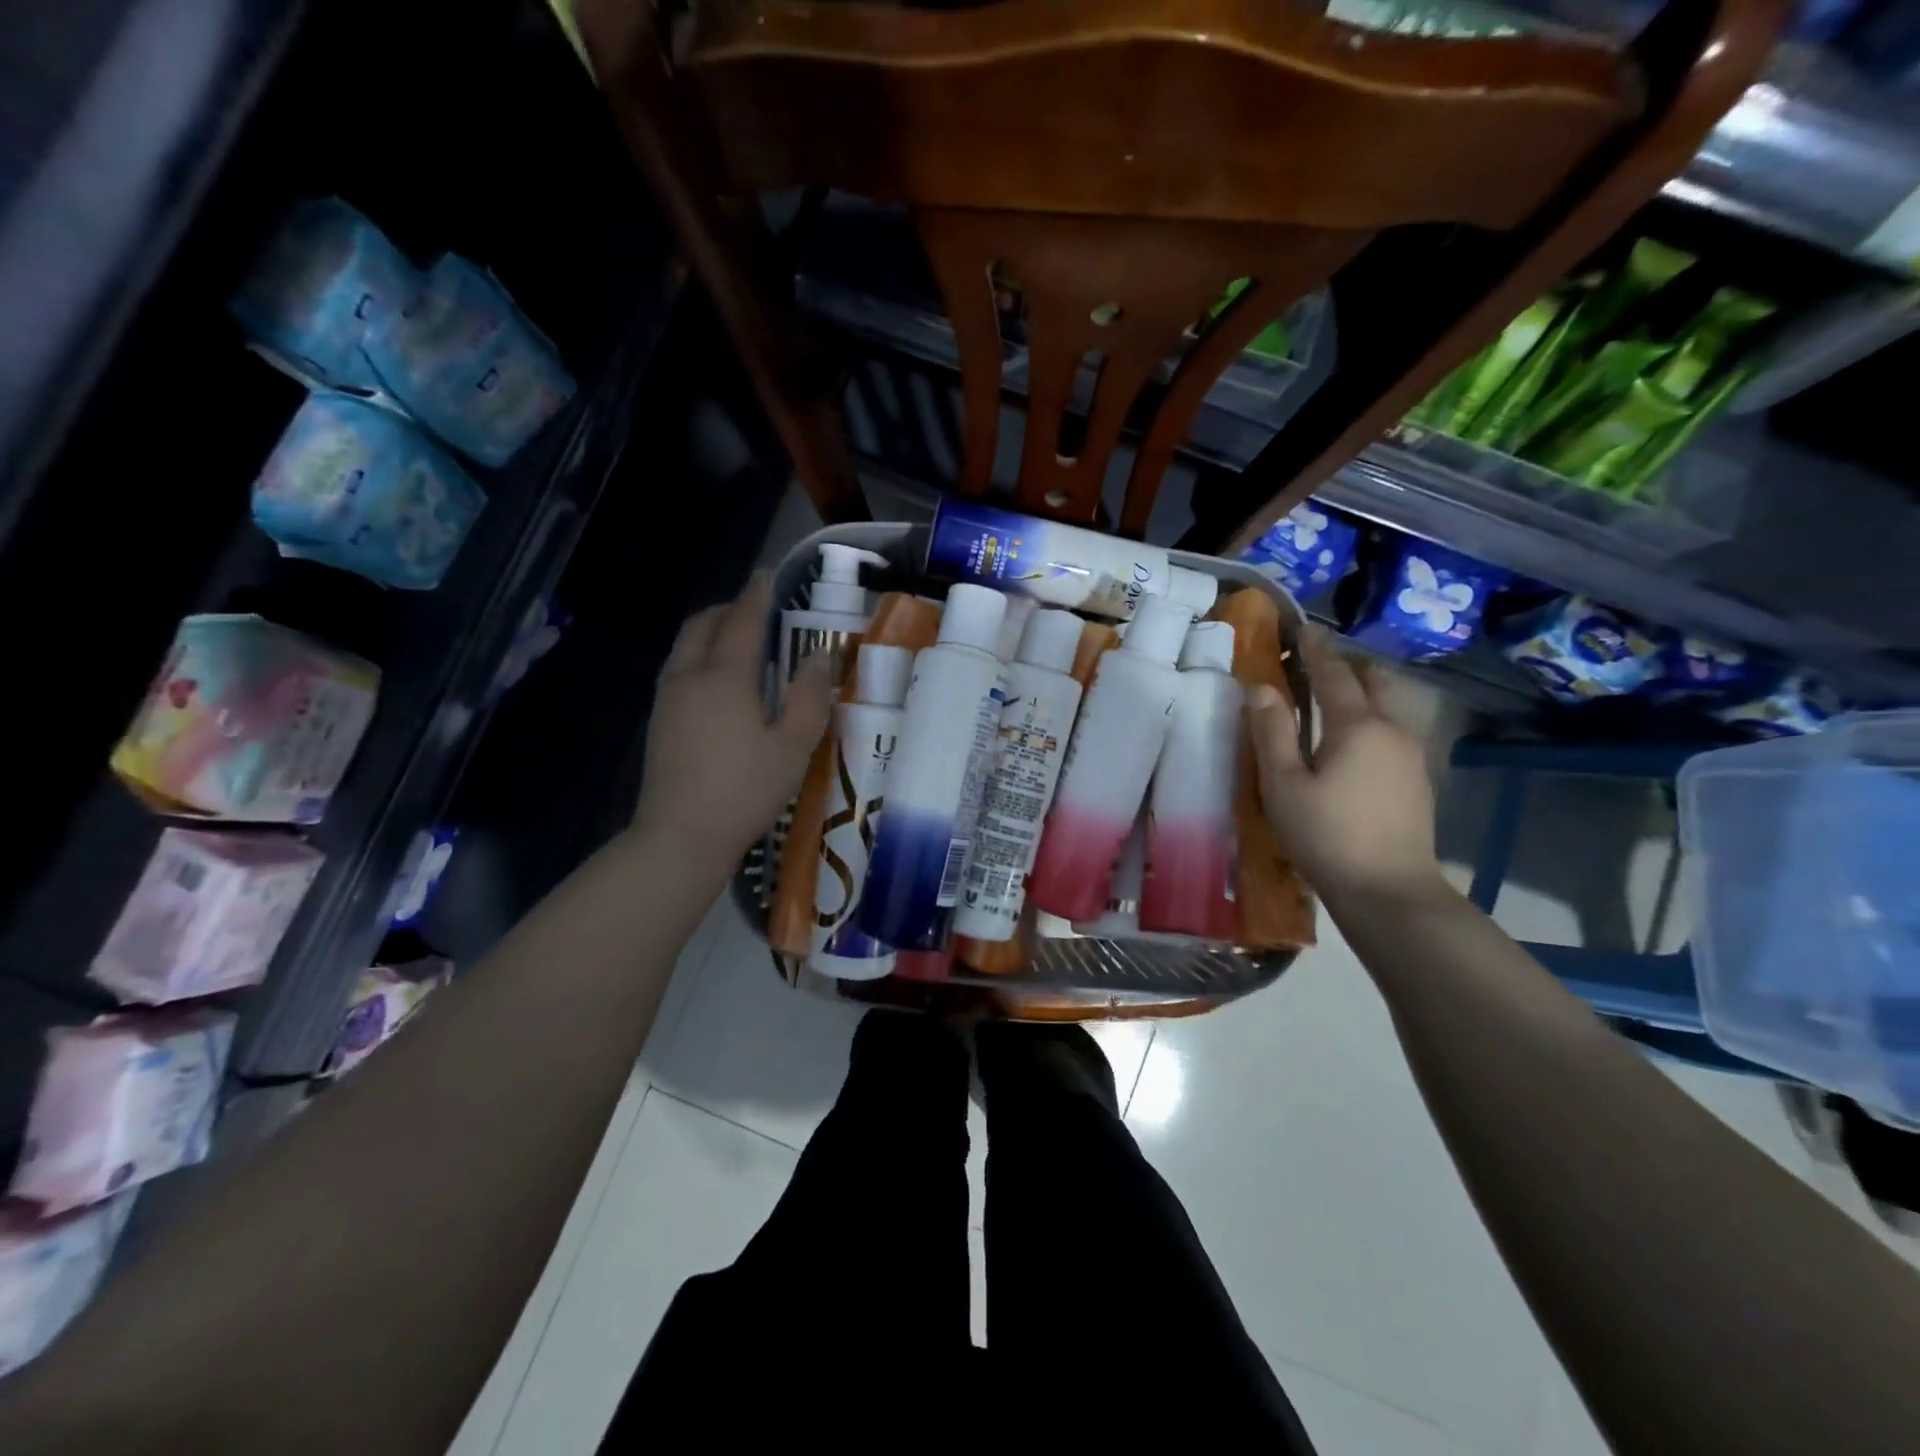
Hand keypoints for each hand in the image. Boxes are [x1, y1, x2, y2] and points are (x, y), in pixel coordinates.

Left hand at [632, 573, 831, 869]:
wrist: (680, 837)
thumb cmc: (744, 790)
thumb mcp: (793, 746)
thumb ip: (809, 698)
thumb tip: (817, 659)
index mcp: (724, 677)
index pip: (741, 621)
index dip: (756, 596)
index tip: (767, 577)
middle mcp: (688, 677)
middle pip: (702, 625)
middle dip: (727, 610)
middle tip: (756, 614)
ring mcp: (667, 700)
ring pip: (685, 647)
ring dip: (710, 633)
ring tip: (739, 645)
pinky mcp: (658, 722)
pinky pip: (678, 670)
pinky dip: (699, 659)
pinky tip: (719, 685)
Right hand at [1247, 626, 1443, 905]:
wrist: (1389, 892)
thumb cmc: (1326, 835)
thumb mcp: (1284, 785)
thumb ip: (1272, 732)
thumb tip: (1260, 688)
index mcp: (1358, 726)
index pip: (1335, 674)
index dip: (1317, 649)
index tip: (1303, 628)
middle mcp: (1392, 730)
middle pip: (1377, 681)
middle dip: (1350, 665)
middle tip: (1319, 664)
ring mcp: (1412, 756)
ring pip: (1391, 706)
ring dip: (1366, 691)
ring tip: (1336, 699)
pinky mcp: (1418, 781)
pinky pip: (1395, 730)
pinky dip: (1374, 718)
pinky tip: (1355, 741)